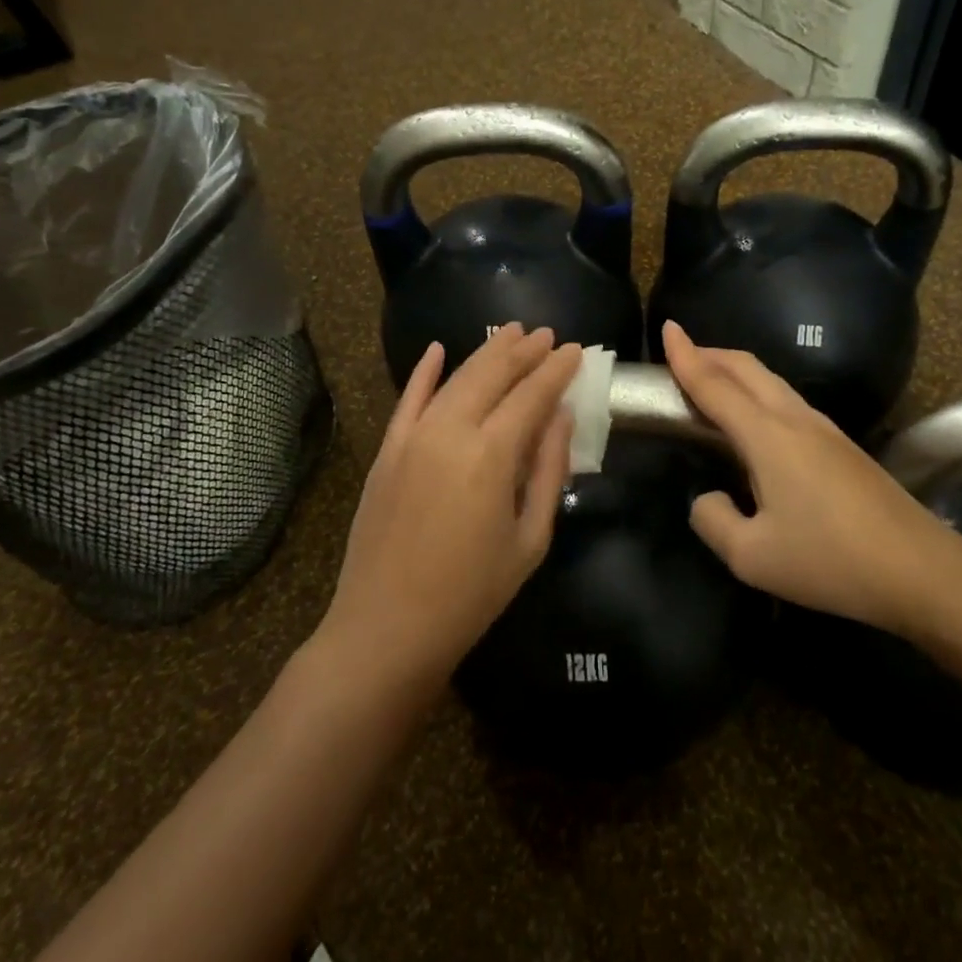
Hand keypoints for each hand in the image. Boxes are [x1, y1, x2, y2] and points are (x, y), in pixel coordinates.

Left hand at [321, 323, 580, 688]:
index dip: (556, 369)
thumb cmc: (472, 593)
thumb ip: (548, 471)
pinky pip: (407, 399)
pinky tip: (437, 350)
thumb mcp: (530, 539)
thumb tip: (561, 417)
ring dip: (485, 353)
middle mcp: (450, 431)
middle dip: (523, 351)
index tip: (575, 350)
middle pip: (492, 375)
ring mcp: (412, 437)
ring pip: (454, 378)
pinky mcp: (386, 450)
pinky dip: (423, 372)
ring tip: (510, 334)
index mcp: (492, 455)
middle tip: (547, 334)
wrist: (387, 627)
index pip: (532, 395)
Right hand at [662, 320, 961, 638]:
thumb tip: (707, 499)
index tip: (667, 328)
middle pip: (746, 368)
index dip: (686, 357)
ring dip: (735, 372)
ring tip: (710, 383)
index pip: (715, 385)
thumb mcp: (752, 557)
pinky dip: (756, 393)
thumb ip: (713, 521)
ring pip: (770, 382)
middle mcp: (795, 419)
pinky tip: (754, 420)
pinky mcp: (841, 446)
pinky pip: (786, 401)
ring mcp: (824, 429)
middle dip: (710, 354)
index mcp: (768, 436)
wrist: (921, 570)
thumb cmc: (831, 560)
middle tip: (680, 355)